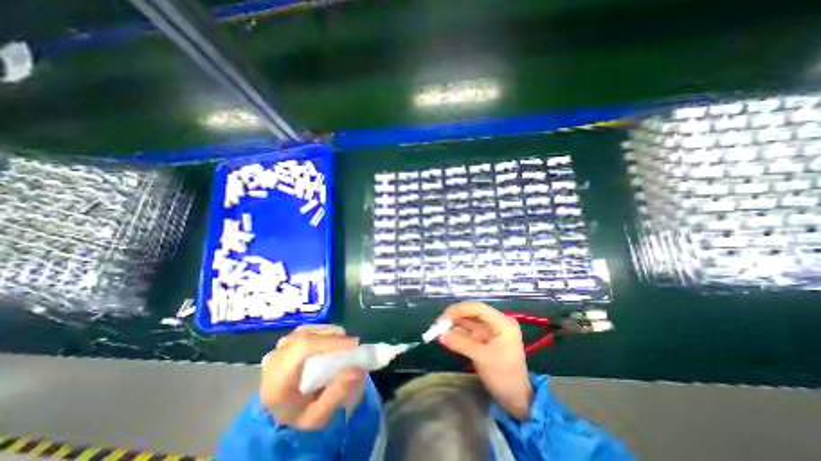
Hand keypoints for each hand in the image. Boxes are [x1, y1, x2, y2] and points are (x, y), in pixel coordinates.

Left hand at [262, 327, 362, 429]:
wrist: (281, 407)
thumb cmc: (299, 413)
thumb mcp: (316, 417)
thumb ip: (335, 396)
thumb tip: (357, 371)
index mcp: (277, 378)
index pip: (303, 348)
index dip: (330, 342)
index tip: (354, 345)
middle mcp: (277, 355)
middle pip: (311, 336)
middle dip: (336, 340)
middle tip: (354, 349)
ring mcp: (284, 342)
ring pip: (315, 330)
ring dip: (334, 336)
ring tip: (345, 349)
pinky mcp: (292, 335)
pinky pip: (315, 328)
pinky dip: (328, 334)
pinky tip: (335, 345)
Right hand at [436, 302, 532, 418]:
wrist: (517, 400)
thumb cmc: (505, 377)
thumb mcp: (483, 358)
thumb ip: (461, 344)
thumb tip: (440, 335)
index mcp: (502, 322)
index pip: (478, 308)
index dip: (459, 310)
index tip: (443, 318)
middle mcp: (495, 323)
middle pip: (471, 313)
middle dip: (454, 318)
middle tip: (437, 325)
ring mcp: (489, 331)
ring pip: (467, 322)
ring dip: (453, 326)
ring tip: (436, 331)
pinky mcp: (483, 340)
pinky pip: (467, 333)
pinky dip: (456, 334)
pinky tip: (444, 337)